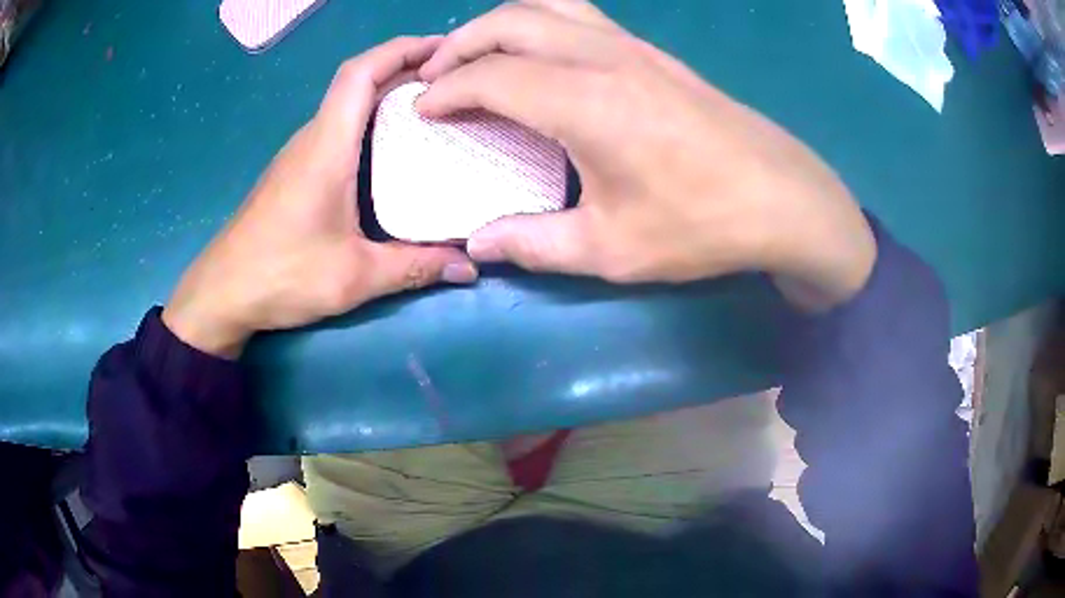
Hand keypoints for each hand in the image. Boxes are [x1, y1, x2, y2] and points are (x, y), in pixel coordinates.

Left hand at [163, 37, 477, 357]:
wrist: (222, 293)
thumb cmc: (281, 275)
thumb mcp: (354, 277)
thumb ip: (414, 267)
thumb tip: (470, 267)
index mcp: (327, 146)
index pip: (360, 73)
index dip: (401, 49)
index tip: (444, 48)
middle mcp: (313, 138)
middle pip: (359, 81)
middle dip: (406, 67)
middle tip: (455, 79)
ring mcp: (301, 154)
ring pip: (348, 104)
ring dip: (388, 93)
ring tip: (435, 106)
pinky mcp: (296, 172)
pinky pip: (339, 129)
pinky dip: (371, 121)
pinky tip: (395, 147)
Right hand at [417, 0, 874, 310]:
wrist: (784, 198)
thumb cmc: (702, 225)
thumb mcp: (612, 249)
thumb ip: (534, 243)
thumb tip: (478, 245)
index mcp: (585, 103)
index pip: (491, 75)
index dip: (446, 90)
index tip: (422, 109)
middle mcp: (603, 57)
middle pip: (510, 21)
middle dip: (460, 44)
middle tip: (434, 76)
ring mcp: (634, 47)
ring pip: (548, 5)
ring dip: (500, 23)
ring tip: (476, 54)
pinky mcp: (654, 53)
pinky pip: (581, 15)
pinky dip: (540, 21)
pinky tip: (536, 51)